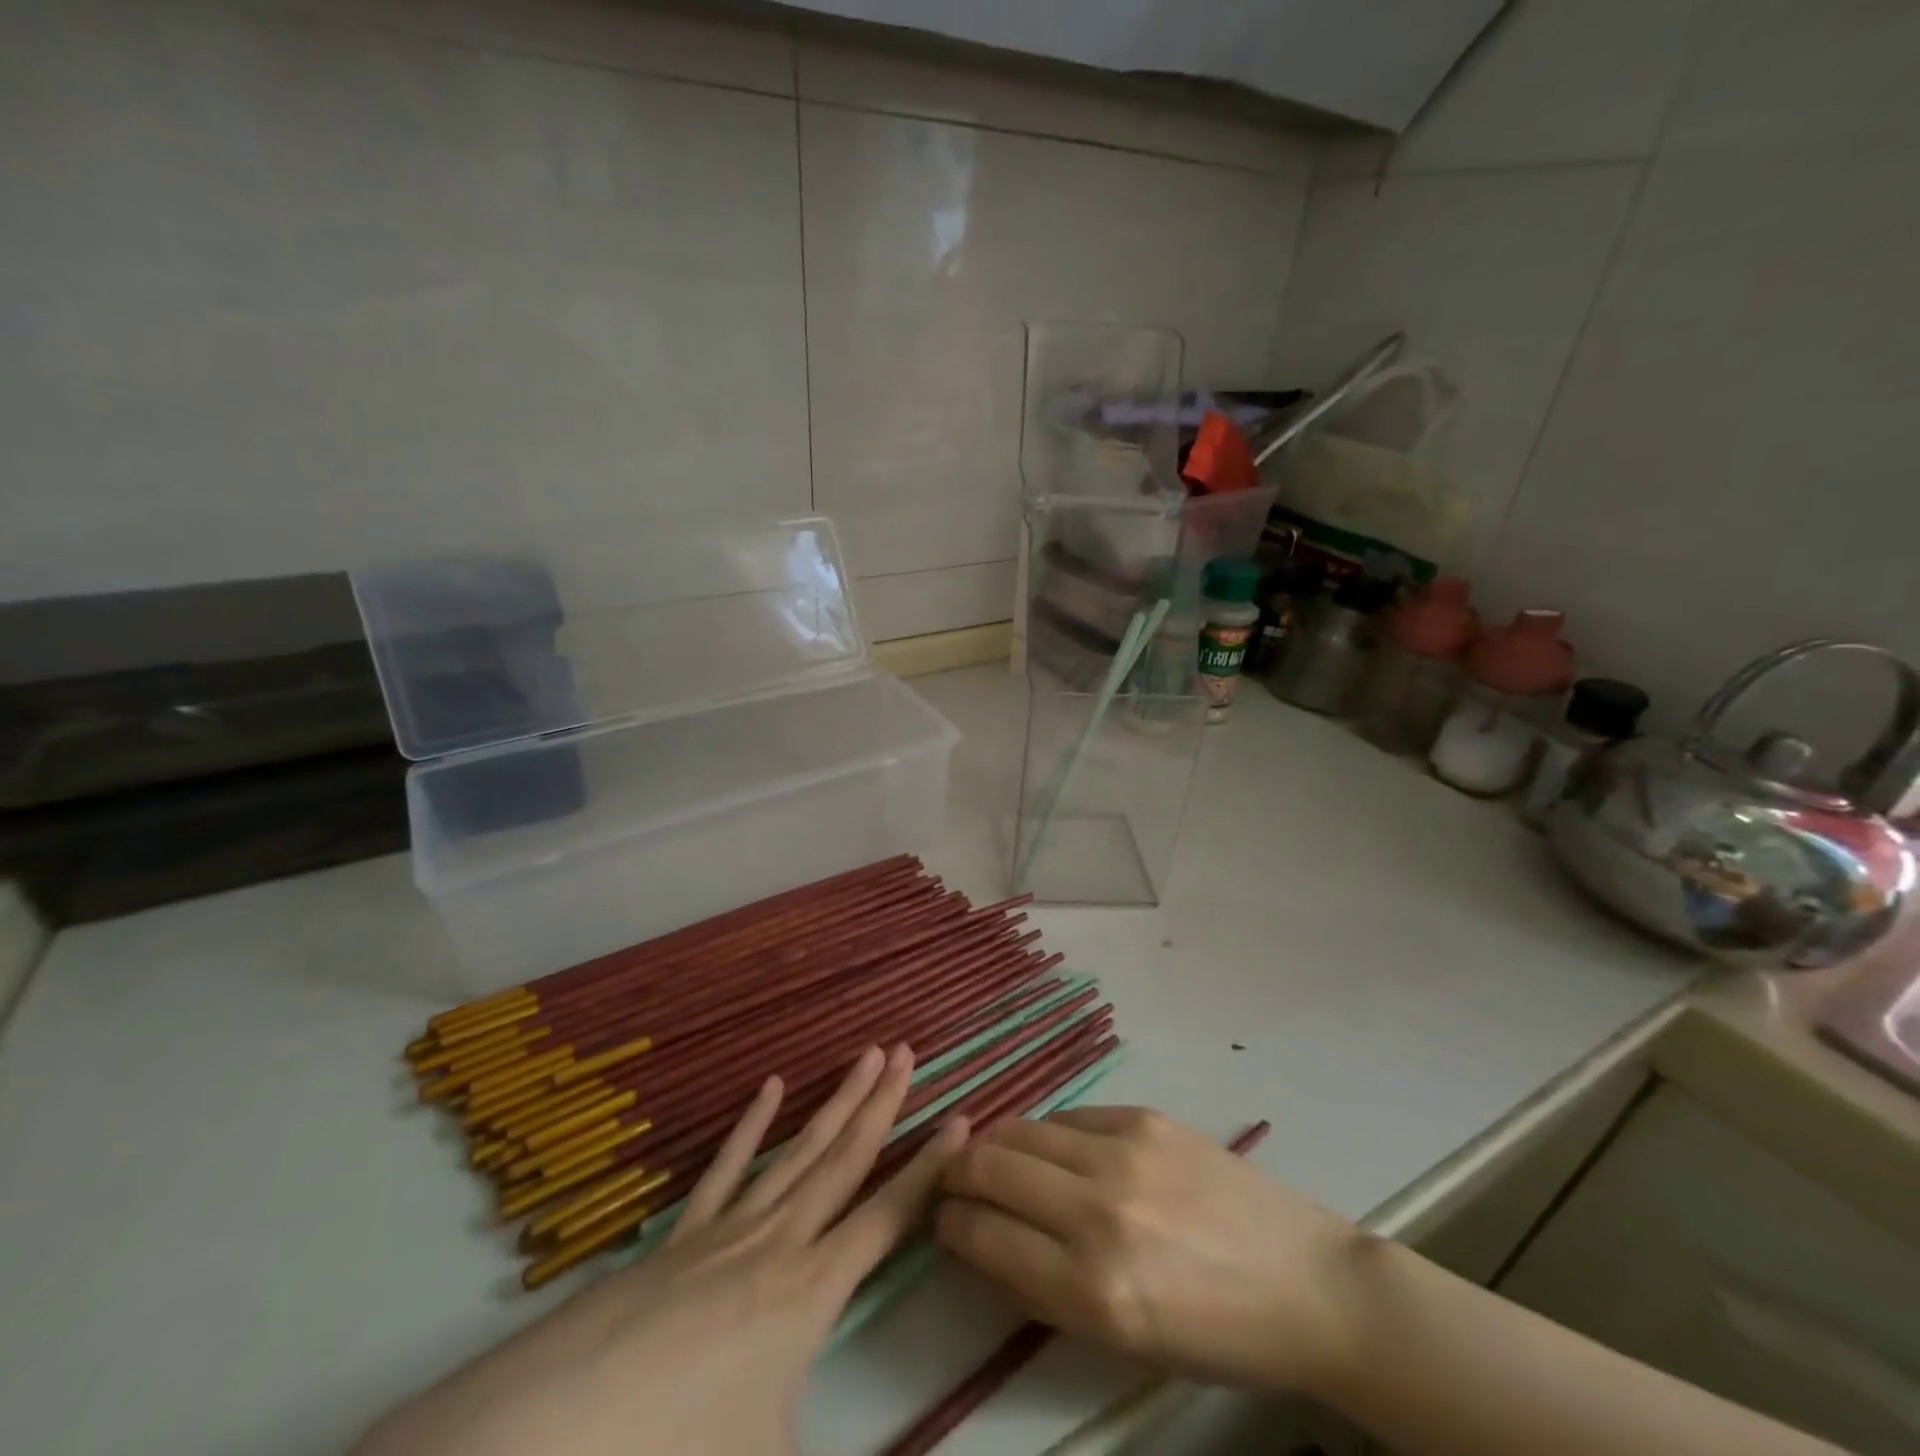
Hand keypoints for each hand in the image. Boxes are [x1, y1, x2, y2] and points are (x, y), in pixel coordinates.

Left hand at [356, 1045, 968, 1455]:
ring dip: (834, 1103)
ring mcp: (726, 1232)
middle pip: (843, 1161)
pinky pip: (727, 1169)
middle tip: (906, 1052)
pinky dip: (752, 1126)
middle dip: (881, 1105)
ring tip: (862, 1056)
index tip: (963, 1118)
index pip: (888, 1216)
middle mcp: (777, 1244)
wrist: (551, 1439)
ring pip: (797, 1152)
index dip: (930, 1169)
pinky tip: (769, 1088)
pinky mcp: (680, 1237)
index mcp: (809, 1294)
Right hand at [935, 1106, 1363, 1394]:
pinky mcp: (1143, 1117)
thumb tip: (981, 1239)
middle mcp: (1098, 1210)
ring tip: (994, 1160)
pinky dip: (1046, 1135)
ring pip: (1020, 1129)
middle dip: (956, 1175)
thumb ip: (1041, 1288)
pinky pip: (1068, 1117)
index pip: (983, 1235)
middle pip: (989, 1167)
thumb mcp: (1119, 1340)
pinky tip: (1053, 1151)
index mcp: (1092, 1289)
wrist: (1304, 1281)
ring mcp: (1123, 1152)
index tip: (942, 1219)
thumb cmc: (1212, 1334)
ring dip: (994, 1145)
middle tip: (955, 1183)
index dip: (949, 1224)